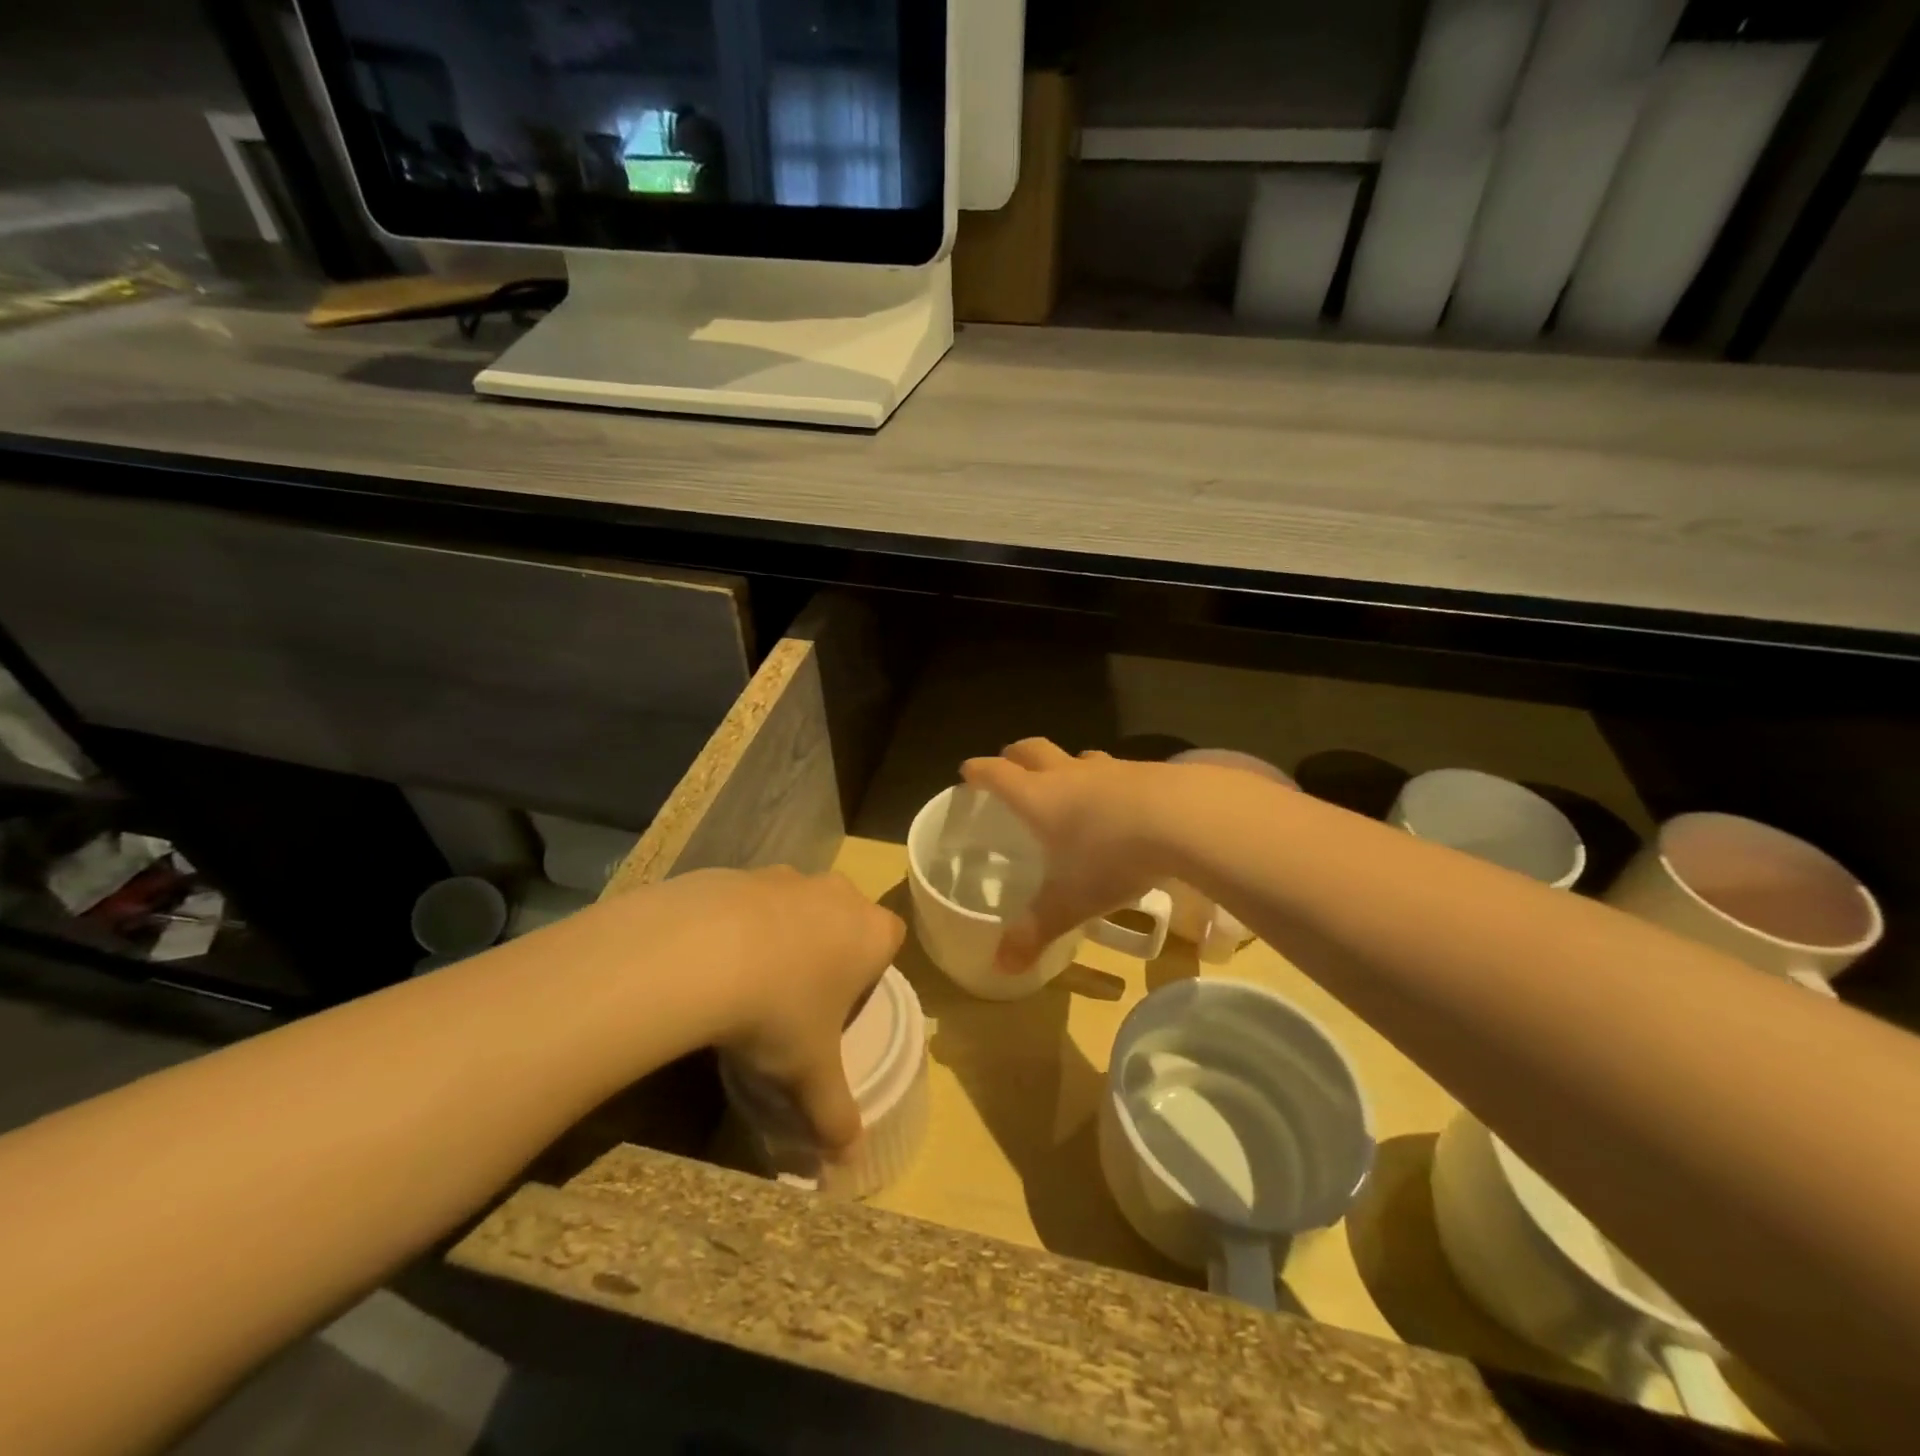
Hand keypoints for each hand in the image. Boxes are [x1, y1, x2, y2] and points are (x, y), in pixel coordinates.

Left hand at [687, 867, 904, 1154]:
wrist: (700, 952)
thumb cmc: (778, 1011)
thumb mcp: (809, 1073)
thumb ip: (836, 1116)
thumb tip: (850, 1166)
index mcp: (871, 932)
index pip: (889, 942)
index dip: (869, 973)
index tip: (839, 1006)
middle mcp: (838, 894)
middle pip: (845, 919)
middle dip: (828, 952)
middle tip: (796, 999)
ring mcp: (788, 876)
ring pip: (798, 906)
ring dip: (783, 936)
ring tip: (749, 982)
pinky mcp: (739, 871)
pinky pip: (750, 900)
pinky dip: (739, 925)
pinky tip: (712, 962)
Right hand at [960, 739, 1175, 972]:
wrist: (1183, 819)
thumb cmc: (1111, 857)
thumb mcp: (1070, 902)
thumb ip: (1035, 931)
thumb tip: (1001, 967)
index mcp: (1038, 799)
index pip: (997, 775)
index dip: (979, 772)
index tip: (967, 771)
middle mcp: (1068, 775)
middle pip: (1033, 751)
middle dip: (1016, 755)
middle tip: (1009, 763)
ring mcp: (1110, 769)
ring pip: (1078, 757)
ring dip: (1066, 764)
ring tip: (1067, 780)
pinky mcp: (1146, 771)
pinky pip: (1116, 769)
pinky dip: (1107, 779)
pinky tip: (1121, 800)